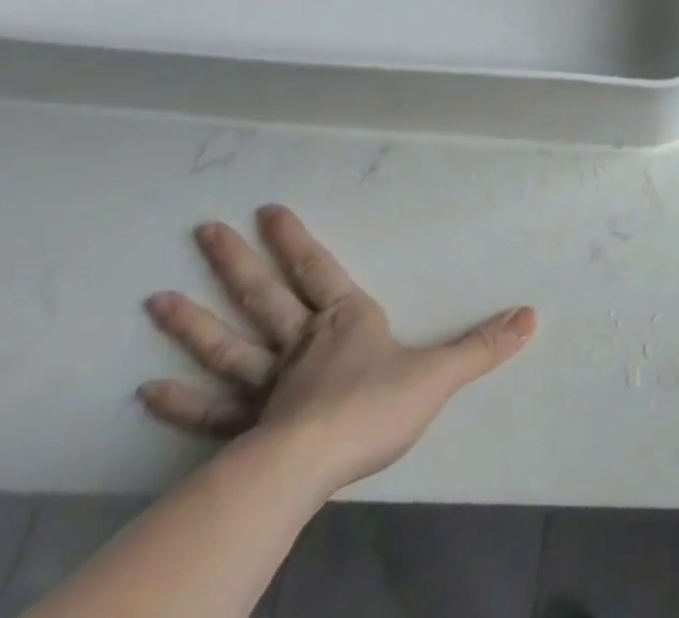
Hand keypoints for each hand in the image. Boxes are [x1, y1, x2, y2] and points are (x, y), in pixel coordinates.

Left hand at [139, 205, 535, 495]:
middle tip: (203, 231)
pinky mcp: (243, 429)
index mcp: (344, 321)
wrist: (308, 467)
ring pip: (227, 345)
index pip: (317, 270)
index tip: (266, 211)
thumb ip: (483, 346)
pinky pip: (209, 411)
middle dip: (236, 263)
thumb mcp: (440, 374)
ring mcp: (266, 386)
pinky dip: (177, 401)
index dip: (294, 241)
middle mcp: (300, 343)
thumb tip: (532, 315)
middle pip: (264, 296)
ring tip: (156, 299)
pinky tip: (146, 390)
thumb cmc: (373, 408)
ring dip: (193, 323)